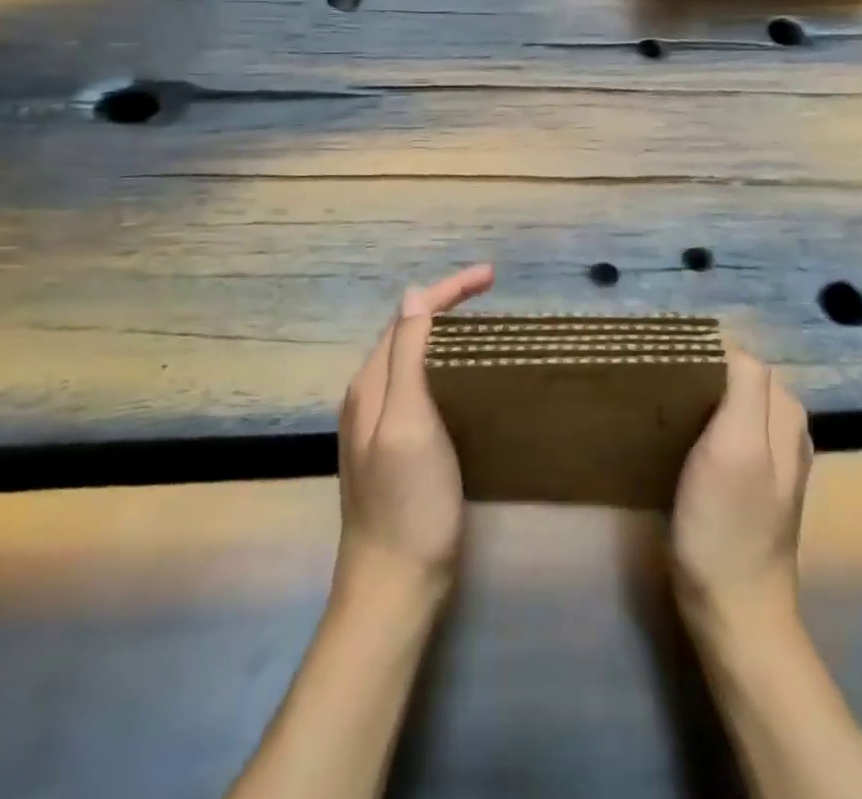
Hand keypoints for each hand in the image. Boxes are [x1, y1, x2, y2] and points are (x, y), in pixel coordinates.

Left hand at [335, 264, 494, 606]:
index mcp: (371, 383)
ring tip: (482, 320)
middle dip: (446, 302)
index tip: (492, 276)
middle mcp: (370, 395)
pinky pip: (420, 382)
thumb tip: (413, 295)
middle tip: (490, 291)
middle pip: (408, 330)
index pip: (409, 315)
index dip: (448, 289)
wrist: (393, 586)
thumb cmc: (407, 501)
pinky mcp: (397, 445)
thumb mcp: (407, 421)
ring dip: (444, 329)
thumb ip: (407, 356)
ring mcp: (380, 422)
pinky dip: (444, 361)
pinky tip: (465, 372)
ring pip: (413, 355)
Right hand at [670, 347, 812, 633]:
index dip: (701, 353)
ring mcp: (770, 456)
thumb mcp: (736, 447)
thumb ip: (744, 387)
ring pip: (730, 402)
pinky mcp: (750, 481)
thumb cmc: (727, 526)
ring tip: (660, 404)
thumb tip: (728, 342)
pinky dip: (702, 423)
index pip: (740, 356)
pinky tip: (678, 436)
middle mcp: (784, 426)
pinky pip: (726, 430)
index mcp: (784, 411)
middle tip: (656, 383)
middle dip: (699, 371)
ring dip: (698, 397)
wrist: (734, 612)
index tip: (662, 362)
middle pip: (736, 376)